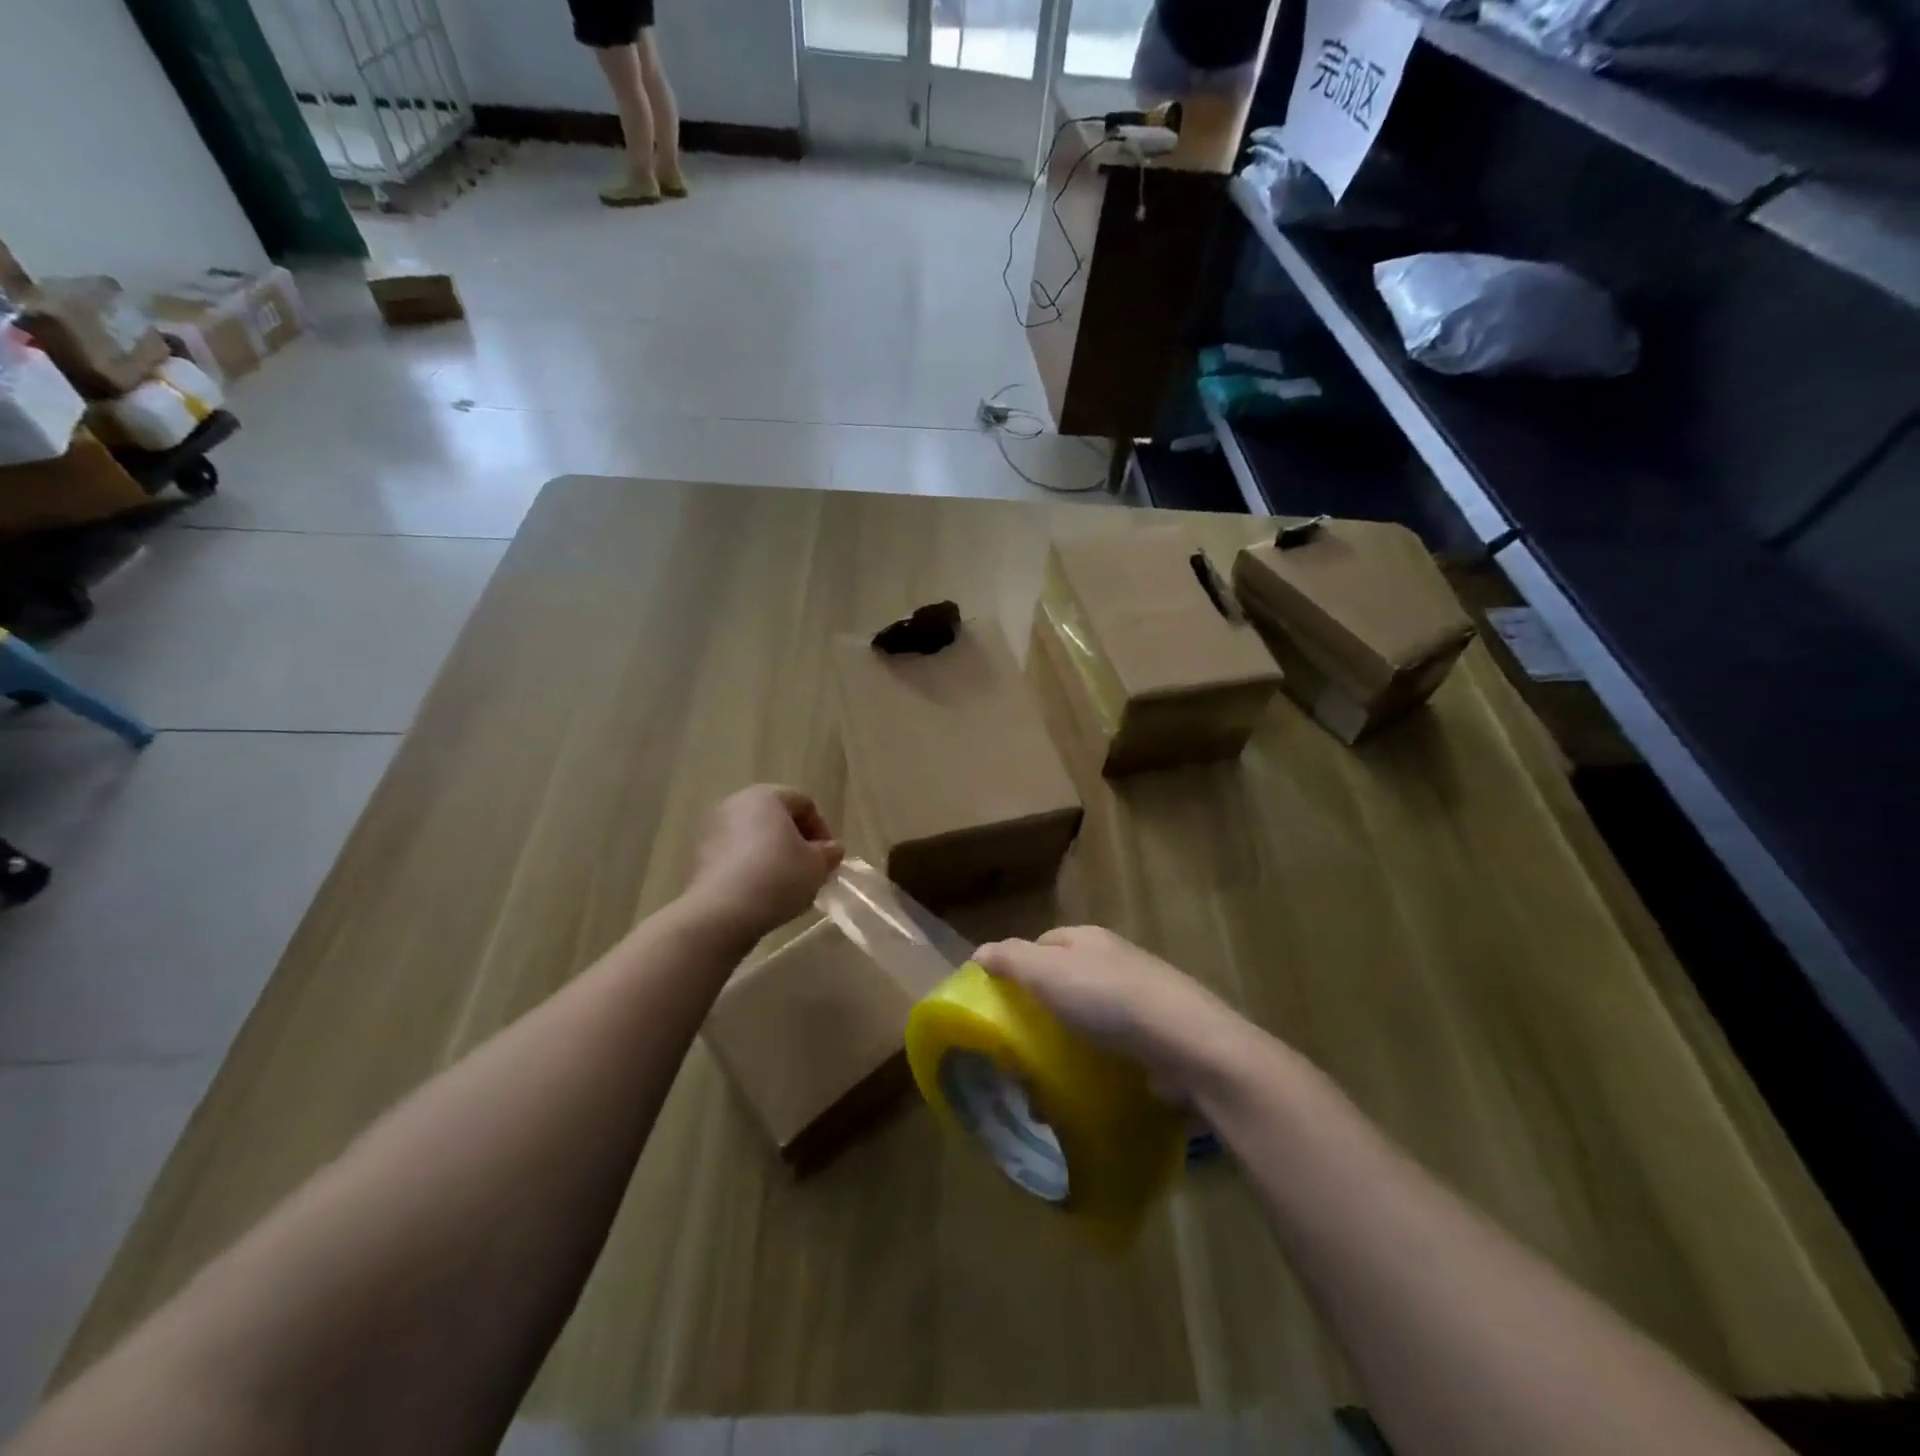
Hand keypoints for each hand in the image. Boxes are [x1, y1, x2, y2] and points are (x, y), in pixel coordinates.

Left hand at [685, 785, 842, 940]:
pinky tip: (761, 893)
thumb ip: (828, 853)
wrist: (721, 913)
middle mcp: (735, 804)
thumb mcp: (817, 866)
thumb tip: (830, 849)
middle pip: (776, 817)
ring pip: (753, 837)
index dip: (822, 829)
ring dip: (773, 855)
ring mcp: (712, 830)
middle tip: (810, 869)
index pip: (804, 803)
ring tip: (786, 884)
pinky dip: (751, 867)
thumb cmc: (777, 877)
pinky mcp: (698, 857)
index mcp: (766, 796)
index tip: (829, 858)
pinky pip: (735, 855)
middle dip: (796, 841)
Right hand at [974, 926, 1264, 1097]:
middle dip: (1042, 1008)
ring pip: (1090, 1016)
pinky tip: (1085, 1087)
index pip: (1042, 944)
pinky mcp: (1158, 1035)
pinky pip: (1115, 1045)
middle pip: (1066, 980)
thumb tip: (979, 952)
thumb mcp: (1047, 972)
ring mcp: (1141, 997)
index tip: (999, 1001)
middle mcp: (1115, 960)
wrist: (1185, 1043)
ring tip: (1046, 1078)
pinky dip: (1096, 1063)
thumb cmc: (1108, 999)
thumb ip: (1010, 959)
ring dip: (1067, 1041)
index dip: (1017, 967)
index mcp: (1088, 939)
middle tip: (1019, 1045)